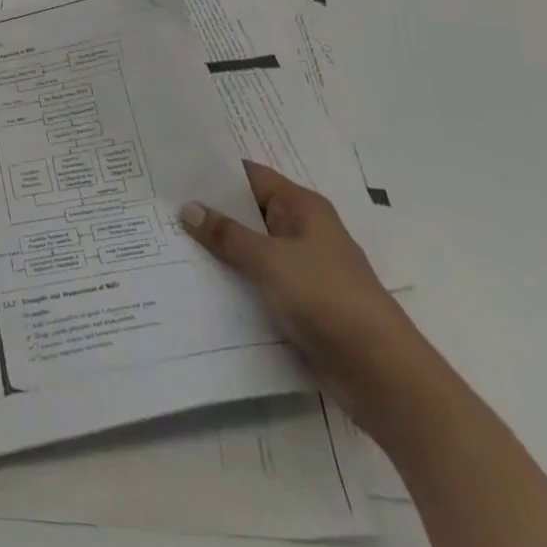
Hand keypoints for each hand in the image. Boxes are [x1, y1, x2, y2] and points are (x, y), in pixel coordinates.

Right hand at [181, 161, 423, 416]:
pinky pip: (260, 281)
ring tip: (170, 241)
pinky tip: (201, 283)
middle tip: (162, 205)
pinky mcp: (302, 304)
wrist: (384, 376)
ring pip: (252, 249)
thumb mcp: (270, 261)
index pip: (250, 176)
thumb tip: (187, 207)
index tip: (174, 170)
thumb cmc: (328, 299)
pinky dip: (236, 280)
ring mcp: (303, 269)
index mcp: (302, 207)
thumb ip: (226, 234)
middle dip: (211, 211)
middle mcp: (302, 231)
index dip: (214, 172)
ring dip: (221, 249)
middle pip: (249, 212)